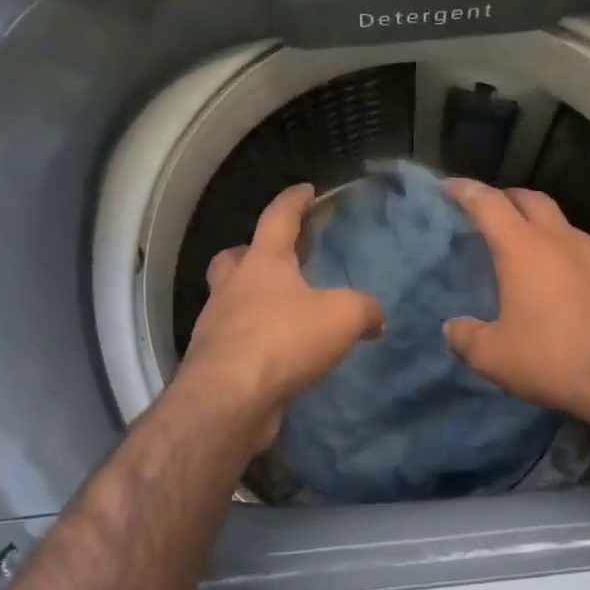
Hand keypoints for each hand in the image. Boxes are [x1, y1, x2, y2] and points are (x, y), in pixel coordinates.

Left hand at [179, 184, 383, 446]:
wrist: (229, 399)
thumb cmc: (283, 340)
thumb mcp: (342, 317)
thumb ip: (364, 309)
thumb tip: (375, 318)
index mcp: (263, 263)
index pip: (278, 218)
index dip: (294, 201)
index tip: (306, 190)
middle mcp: (232, 287)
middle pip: (234, 258)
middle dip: (251, 253)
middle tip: (275, 260)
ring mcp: (216, 325)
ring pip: (229, 300)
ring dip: (250, 300)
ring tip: (282, 314)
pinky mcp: (213, 362)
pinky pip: (234, 340)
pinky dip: (252, 341)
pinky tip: (276, 355)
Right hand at [442, 180, 589, 424]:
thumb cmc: (554, 361)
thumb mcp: (494, 357)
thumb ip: (466, 338)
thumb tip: (453, 328)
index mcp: (524, 249)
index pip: (488, 203)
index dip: (465, 191)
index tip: (449, 187)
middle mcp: (565, 241)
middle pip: (532, 200)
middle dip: (508, 199)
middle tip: (492, 213)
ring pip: (569, 231)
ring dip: (548, 235)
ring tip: (537, 260)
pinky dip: (582, 269)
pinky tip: (581, 296)